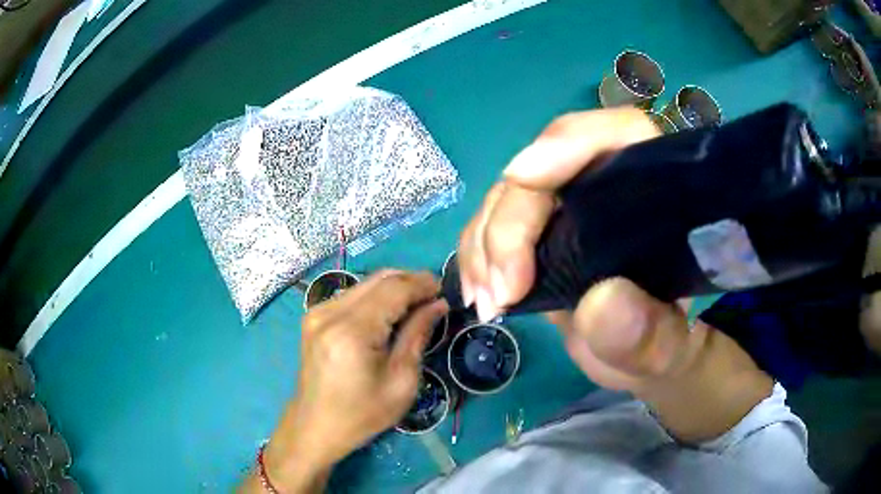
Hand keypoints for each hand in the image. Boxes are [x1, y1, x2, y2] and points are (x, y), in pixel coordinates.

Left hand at [244, 271, 447, 492]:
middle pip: (378, 279)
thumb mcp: (401, 382)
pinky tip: (390, 314)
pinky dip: (376, 298)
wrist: (316, 426)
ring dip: (393, 288)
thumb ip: (417, 335)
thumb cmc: (363, 414)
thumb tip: (437, 304)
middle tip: (434, 296)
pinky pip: (352, 295)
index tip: (444, 290)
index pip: (394, 289)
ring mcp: (317, 312)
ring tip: (417, 305)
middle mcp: (330, 312)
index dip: (422, 284)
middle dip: (410, 282)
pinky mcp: (314, 317)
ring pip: (365, 284)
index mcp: (351, 331)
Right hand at [458, 108, 771, 442]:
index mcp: (657, 193)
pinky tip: (479, 295)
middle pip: (547, 167)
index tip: (526, 177)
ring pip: (510, 196)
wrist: (639, 359)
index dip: (571, 141)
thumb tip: (601, 303)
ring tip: (488, 303)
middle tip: (502, 290)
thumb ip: (651, 335)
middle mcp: (607, 187)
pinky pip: (493, 225)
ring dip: (485, 244)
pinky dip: (477, 256)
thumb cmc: (664, 346)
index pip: (619, 134)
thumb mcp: (668, 350)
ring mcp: (568, 207)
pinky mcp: (539, 233)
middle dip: (512, 222)